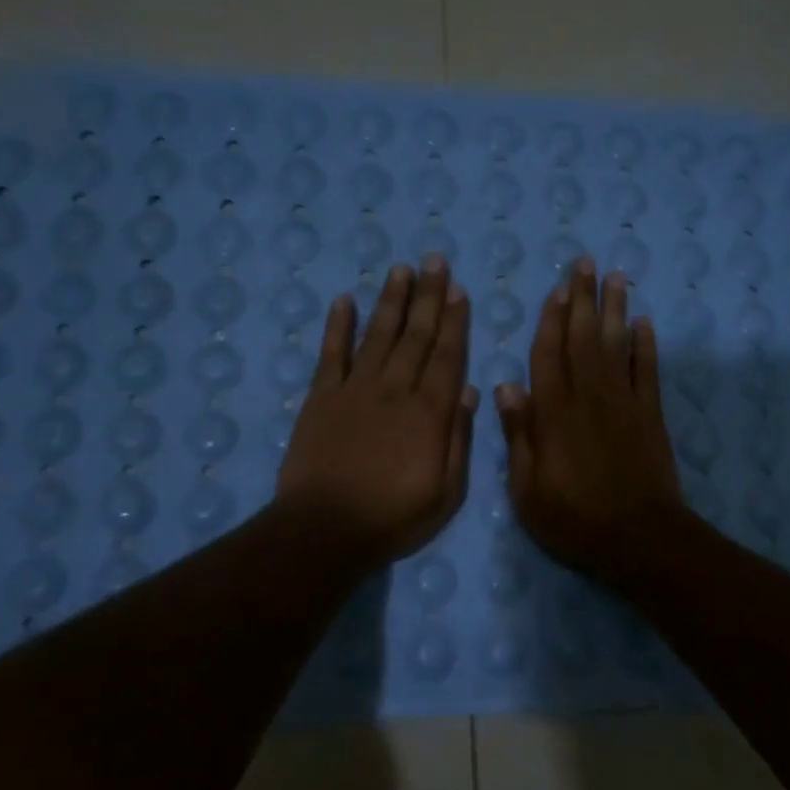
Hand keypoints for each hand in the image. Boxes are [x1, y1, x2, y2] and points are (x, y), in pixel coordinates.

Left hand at [276, 258, 477, 570]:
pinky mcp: (321, 398)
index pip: (447, 356)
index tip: (459, 290)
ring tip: (401, 268)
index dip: (455, 321)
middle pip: (416, 335)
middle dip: (428, 296)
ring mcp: (355, 390)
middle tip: (435, 260)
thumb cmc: (394, 517)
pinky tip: (344, 300)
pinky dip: (338, 326)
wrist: (325, 529)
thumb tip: (468, 391)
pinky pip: (331, 354)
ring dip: (391, 300)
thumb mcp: (446, 492)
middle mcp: (395, 390)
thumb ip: (458, 439)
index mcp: (429, 413)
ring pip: (377, 335)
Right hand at [496, 259, 685, 586]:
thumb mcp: (528, 489)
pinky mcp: (651, 416)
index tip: (555, 290)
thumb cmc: (574, 520)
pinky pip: (649, 371)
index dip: (551, 320)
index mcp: (554, 414)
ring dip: (615, 309)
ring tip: (615, 276)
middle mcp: (589, 397)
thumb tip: (506, 387)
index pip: (548, 355)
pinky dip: (647, 345)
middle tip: (585, 263)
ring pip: (618, 345)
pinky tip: (645, 322)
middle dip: (583, 299)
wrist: (639, 538)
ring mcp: (624, 403)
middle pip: (584, 338)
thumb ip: (520, 435)